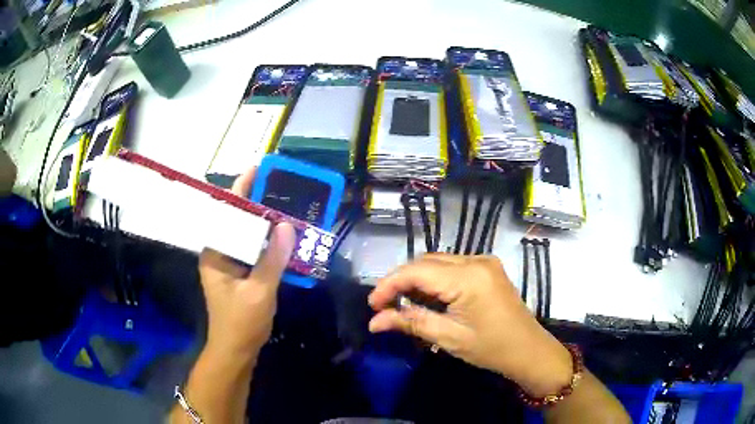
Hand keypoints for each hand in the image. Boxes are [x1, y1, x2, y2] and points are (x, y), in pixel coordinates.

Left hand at [199, 168, 294, 361]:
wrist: (236, 351)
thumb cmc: (241, 323)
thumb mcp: (259, 291)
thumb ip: (272, 258)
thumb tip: (286, 225)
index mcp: (215, 252)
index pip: (227, 212)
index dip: (242, 190)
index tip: (259, 171)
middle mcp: (220, 253)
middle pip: (238, 220)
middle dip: (258, 203)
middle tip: (282, 188)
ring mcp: (230, 264)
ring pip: (247, 235)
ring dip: (265, 224)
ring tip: (287, 207)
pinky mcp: (240, 274)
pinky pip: (254, 251)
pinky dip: (268, 243)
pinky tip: (285, 237)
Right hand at [368, 254, 572, 396]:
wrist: (528, 349)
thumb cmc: (491, 348)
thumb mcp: (449, 338)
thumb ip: (411, 323)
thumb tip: (374, 322)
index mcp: (469, 277)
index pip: (417, 271)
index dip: (389, 284)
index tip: (372, 304)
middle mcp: (476, 260)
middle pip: (426, 262)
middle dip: (401, 281)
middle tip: (385, 307)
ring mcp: (484, 261)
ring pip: (438, 262)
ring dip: (417, 280)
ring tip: (402, 304)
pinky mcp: (488, 267)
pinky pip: (452, 266)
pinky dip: (435, 280)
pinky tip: (428, 298)